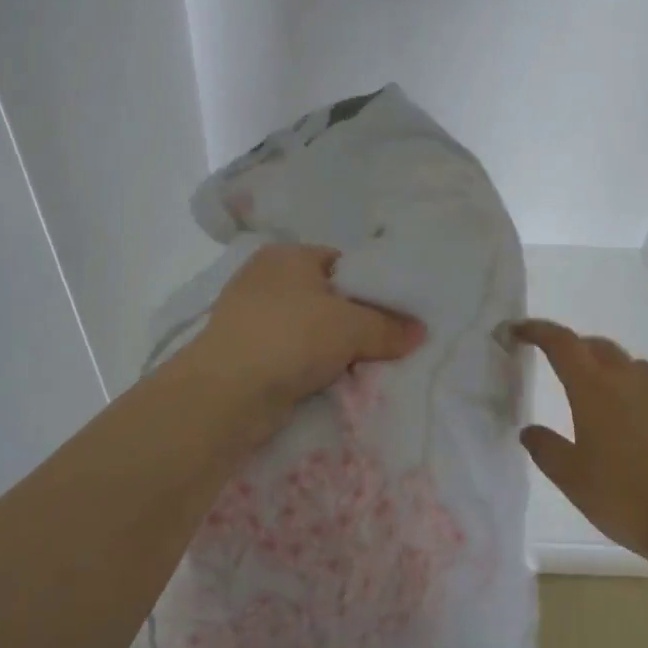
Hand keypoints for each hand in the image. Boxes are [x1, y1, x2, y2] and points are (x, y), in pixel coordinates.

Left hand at [184, 244, 425, 426]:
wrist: (227, 392)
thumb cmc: (291, 337)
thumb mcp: (351, 327)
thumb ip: (388, 327)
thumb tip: (420, 332)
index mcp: (287, 255)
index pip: (340, 262)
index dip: (369, 287)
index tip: (393, 314)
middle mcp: (264, 278)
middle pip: (324, 297)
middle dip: (352, 321)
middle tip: (384, 342)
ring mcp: (249, 316)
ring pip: (307, 328)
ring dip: (330, 348)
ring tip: (361, 366)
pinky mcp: (243, 351)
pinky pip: (289, 353)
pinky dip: (308, 366)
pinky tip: (329, 382)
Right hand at [515, 320, 647, 577]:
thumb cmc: (627, 500)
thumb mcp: (572, 479)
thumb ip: (546, 449)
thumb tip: (529, 430)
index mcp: (594, 388)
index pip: (561, 342)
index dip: (537, 330)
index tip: (518, 330)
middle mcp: (630, 379)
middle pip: (597, 346)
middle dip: (574, 347)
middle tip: (558, 363)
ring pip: (631, 365)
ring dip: (609, 368)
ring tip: (600, 394)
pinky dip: (640, 394)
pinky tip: (640, 424)